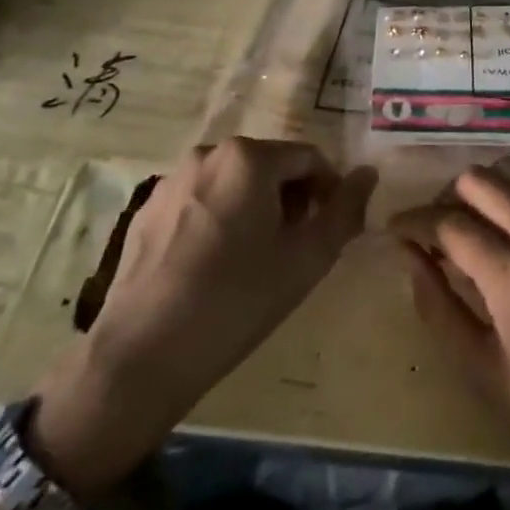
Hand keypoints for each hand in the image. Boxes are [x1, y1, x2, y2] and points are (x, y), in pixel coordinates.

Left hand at [29, 139, 376, 498]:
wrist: (141, 356)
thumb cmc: (236, 301)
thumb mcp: (307, 258)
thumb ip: (345, 209)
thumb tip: (369, 174)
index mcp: (250, 157)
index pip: (309, 158)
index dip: (329, 190)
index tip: (331, 228)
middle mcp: (209, 153)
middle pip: (270, 166)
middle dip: (291, 198)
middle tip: (296, 246)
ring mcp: (172, 180)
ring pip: (234, 182)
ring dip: (255, 207)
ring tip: (256, 258)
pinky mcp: (147, 210)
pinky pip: (200, 200)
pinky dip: (219, 219)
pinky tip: (214, 265)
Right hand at [389, 159, 509, 509]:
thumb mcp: (479, 367)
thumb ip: (438, 304)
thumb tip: (408, 254)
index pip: (451, 224)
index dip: (414, 221)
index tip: (395, 229)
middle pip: (480, 181)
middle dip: (445, 198)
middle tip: (433, 231)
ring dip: (481, 189)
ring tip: (468, 225)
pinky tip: (504, 227)